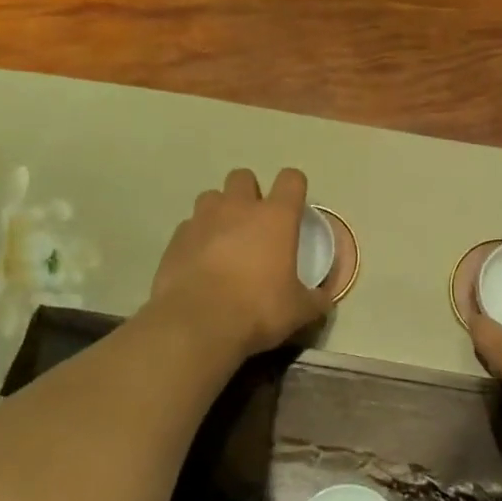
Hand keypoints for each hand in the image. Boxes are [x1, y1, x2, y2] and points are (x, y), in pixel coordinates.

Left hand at [147, 168, 331, 359]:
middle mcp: (238, 208)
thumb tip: (324, 299)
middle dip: (250, 192)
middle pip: (243, 177)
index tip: (294, 206)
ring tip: (223, 238)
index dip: (294, 187)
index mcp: (276, 217)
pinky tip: (199, 260)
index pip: (291, 179)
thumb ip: (315, 299)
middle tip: (254, 222)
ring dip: (220, 210)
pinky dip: (196, 236)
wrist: (198, 323)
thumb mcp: (299, 311)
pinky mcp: (177, 237)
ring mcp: (203, 219)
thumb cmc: (258, 309)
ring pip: (211, 196)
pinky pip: (189, 226)